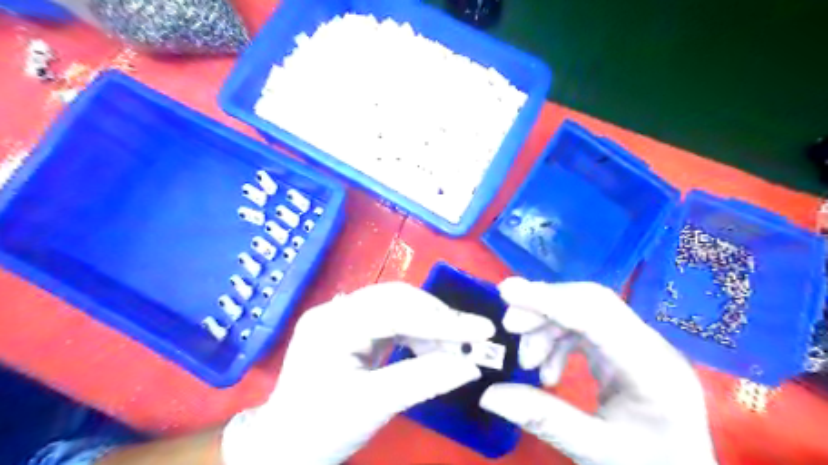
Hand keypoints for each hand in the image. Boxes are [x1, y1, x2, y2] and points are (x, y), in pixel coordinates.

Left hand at [218, 282, 497, 464]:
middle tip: (474, 337)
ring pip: (398, 308)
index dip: (442, 321)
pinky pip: (392, 322)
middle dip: (439, 318)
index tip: (483, 329)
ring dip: (430, 326)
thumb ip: (424, 380)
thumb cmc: (320, 429)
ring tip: (457, 349)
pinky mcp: (352, 330)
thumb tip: (472, 366)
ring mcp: (343, 318)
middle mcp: (337, 310)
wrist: (283, 449)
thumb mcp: (373, 406)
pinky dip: (417, 334)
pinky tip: (433, 349)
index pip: (397, 311)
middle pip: (398, 300)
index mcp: (333, 323)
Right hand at [480, 278, 717, 464]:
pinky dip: (557, 340)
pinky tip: (547, 370)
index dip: (549, 300)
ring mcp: (640, 344)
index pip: (597, 317)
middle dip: (544, 307)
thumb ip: (543, 419)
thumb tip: (489, 395)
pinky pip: (585, 327)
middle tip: (510, 326)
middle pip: (591, 302)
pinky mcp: (626, 349)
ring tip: (527, 361)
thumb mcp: (595, 451)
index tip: (507, 292)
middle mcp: (651, 346)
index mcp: (653, 370)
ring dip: (548, 326)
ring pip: (585, 311)